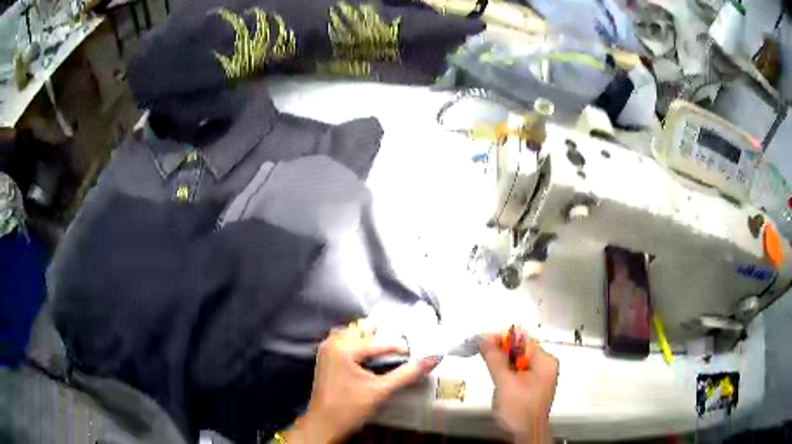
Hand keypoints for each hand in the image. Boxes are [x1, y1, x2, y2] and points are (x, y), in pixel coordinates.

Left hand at [283, 321, 439, 442]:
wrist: (324, 424)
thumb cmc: (350, 408)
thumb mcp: (381, 390)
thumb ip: (408, 374)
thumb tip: (434, 358)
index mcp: (344, 348)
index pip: (379, 342)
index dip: (400, 348)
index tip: (416, 355)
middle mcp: (333, 343)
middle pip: (363, 331)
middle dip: (383, 337)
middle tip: (402, 350)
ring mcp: (326, 350)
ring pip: (352, 334)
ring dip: (369, 339)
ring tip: (387, 352)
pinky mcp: (325, 358)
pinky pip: (343, 342)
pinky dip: (358, 344)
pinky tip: (369, 357)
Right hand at [479, 329, 558, 443]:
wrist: (525, 434)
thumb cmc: (519, 409)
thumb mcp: (505, 382)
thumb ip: (495, 358)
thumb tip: (484, 338)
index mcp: (545, 361)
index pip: (523, 340)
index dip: (503, 338)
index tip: (483, 340)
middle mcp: (545, 366)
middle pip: (521, 350)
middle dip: (501, 350)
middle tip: (481, 350)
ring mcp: (539, 377)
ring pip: (518, 361)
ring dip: (502, 360)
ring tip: (486, 361)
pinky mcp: (532, 386)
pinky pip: (518, 371)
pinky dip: (506, 371)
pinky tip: (497, 375)